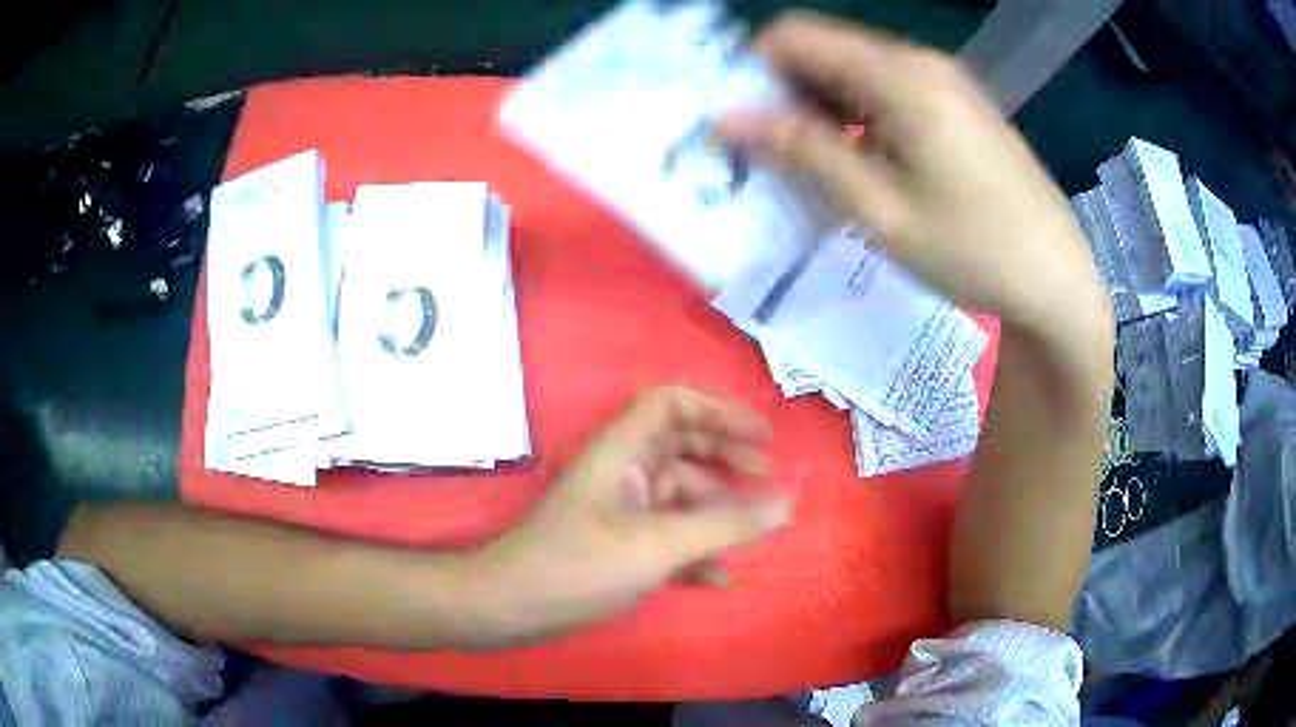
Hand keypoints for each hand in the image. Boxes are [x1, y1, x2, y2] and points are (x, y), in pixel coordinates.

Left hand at [473, 386, 791, 644]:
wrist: (513, 607)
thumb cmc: (579, 566)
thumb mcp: (658, 546)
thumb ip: (725, 525)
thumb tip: (788, 503)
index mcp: (623, 451)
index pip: (672, 404)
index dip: (719, 411)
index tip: (762, 437)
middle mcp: (623, 471)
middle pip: (682, 447)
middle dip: (726, 458)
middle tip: (767, 476)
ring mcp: (621, 509)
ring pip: (679, 496)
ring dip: (716, 511)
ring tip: (752, 535)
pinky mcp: (619, 544)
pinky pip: (668, 534)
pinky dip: (695, 549)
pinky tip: (718, 578)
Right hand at [718, 12, 1110, 339]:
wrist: (1057, 281)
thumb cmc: (973, 252)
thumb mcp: (881, 210)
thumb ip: (805, 152)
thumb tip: (727, 119)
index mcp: (901, 77)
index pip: (797, 37)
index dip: (755, 70)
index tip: (741, 123)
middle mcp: (921, 62)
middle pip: (826, 51)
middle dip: (786, 93)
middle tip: (770, 155)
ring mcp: (945, 81)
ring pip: (856, 72)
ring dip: (822, 109)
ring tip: (813, 169)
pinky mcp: (958, 104)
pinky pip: (889, 92)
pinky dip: (859, 118)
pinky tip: (860, 165)